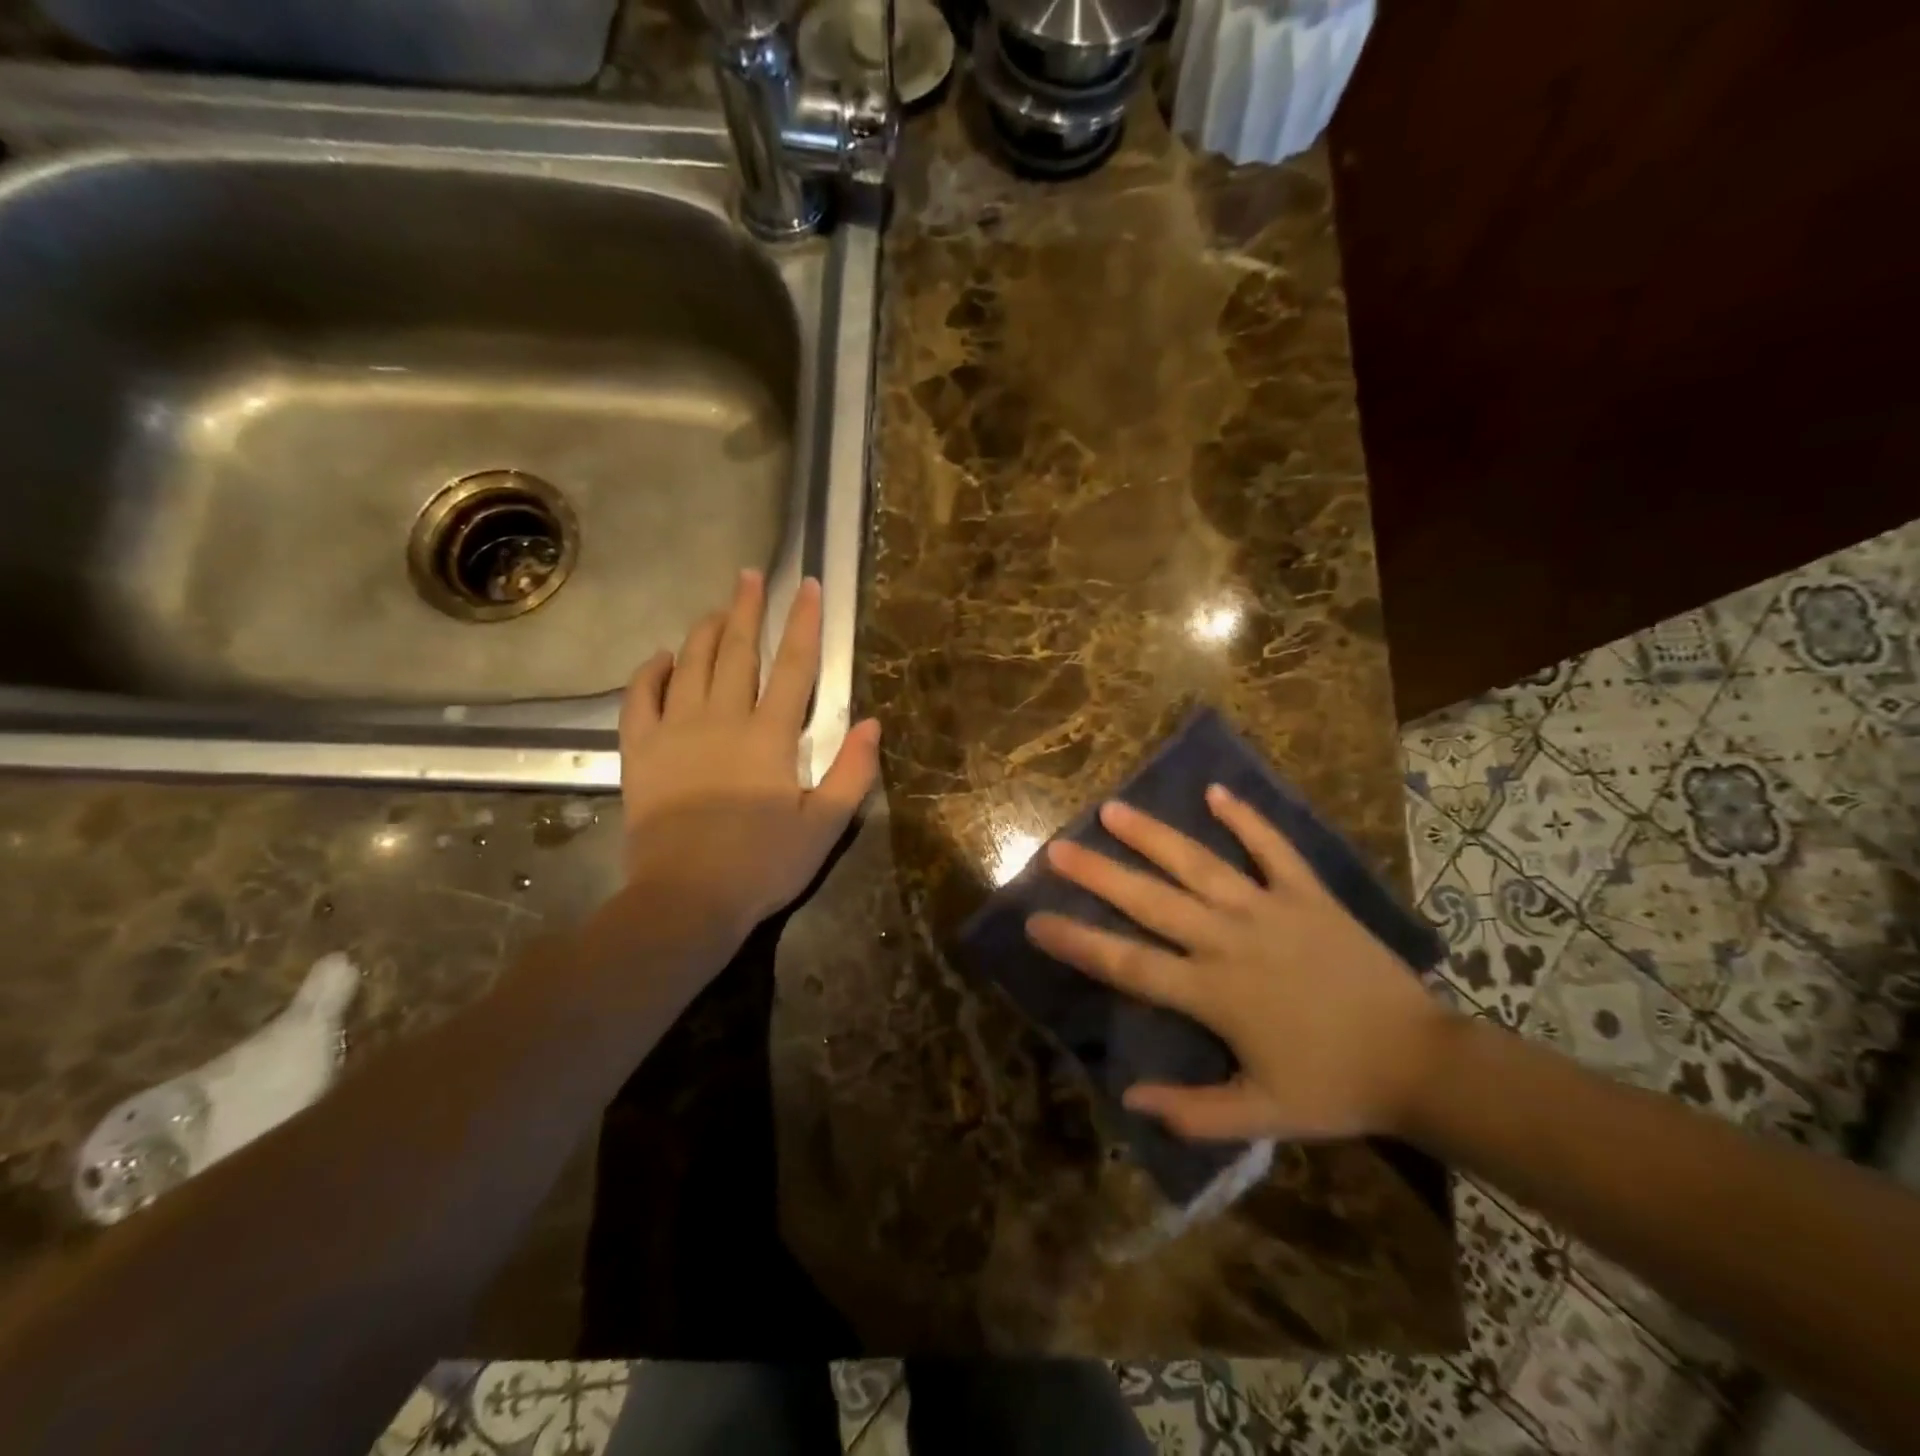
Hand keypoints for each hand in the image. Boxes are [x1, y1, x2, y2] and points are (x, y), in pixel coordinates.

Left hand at [618, 569, 880, 949]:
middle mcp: (722, 720)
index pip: (794, 666)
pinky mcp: (641, 753)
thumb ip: (852, 772)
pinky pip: (640, 699)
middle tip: (750, 576)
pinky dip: (650, 673)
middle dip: (748, 610)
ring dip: (705, 632)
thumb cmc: (762, 865)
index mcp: (770, 737)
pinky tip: (661, 657)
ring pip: (691, 666)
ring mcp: (676, 733)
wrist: (685, 900)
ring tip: (717, 608)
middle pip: (738, 652)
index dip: (803, 623)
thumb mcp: (825, 826)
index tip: (806, 587)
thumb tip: (872, 722)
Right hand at [1026, 786, 1451, 1142]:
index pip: (1128, 964)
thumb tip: (1128, 1096)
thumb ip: (1193, 1112)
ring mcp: (1269, 910)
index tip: (1036, 920)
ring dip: (1153, 836)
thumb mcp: (1262, 1116)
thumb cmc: (1334, 1088)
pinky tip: (1216, 791)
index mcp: (1212, 992)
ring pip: (1199, 865)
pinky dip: (1246, 820)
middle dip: (1098, 875)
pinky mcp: (1308, 895)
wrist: (1420, 1063)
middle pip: (1151, 901)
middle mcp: (1229, 940)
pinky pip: (1273, 849)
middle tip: (1057, 848)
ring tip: (1112, 809)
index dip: (1078, 942)